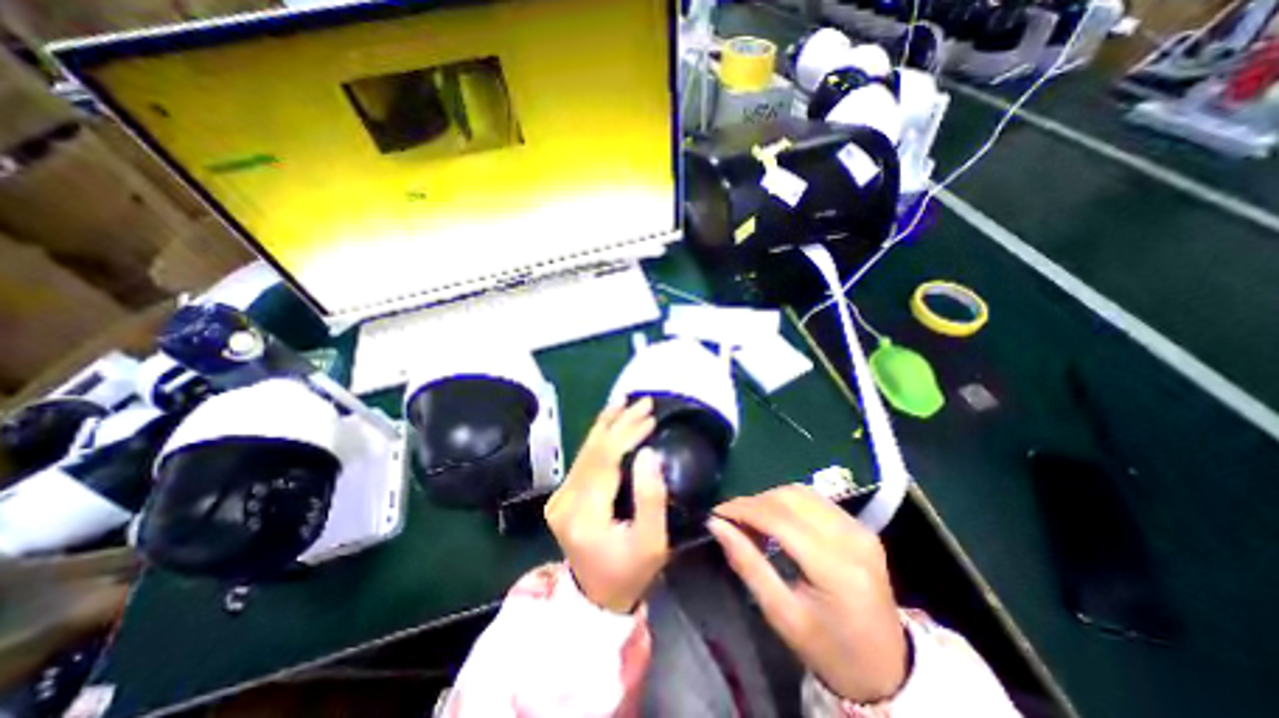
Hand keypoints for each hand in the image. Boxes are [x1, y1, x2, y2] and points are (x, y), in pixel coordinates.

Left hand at [545, 399, 670, 612]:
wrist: (597, 597)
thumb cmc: (631, 572)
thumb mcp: (652, 541)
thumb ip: (651, 497)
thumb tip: (649, 452)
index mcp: (584, 514)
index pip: (605, 460)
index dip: (627, 434)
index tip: (650, 417)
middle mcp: (564, 501)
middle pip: (593, 450)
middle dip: (619, 422)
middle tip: (643, 402)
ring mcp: (559, 497)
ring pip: (585, 450)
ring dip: (607, 424)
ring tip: (624, 402)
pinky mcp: (563, 495)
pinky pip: (583, 458)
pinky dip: (599, 437)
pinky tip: (610, 421)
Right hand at [709, 485, 909, 704]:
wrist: (887, 669)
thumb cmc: (828, 650)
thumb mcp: (781, 615)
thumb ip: (747, 564)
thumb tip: (716, 525)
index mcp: (835, 568)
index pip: (779, 519)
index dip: (743, 509)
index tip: (716, 513)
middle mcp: (851, 538)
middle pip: (790, 498)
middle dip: (754, 502)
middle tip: (731, 519)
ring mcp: (860, 529)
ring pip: (801, 492)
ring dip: (769, 499)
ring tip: (751, 518)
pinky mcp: (861, 526)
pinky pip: (815, 499)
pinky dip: (788, 502)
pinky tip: (776, 518)